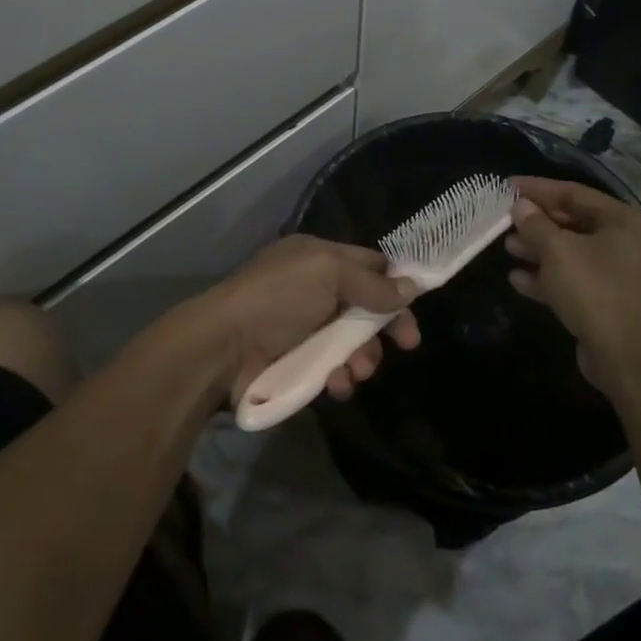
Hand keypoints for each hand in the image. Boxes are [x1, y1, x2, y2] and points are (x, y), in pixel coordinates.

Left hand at [200, 235, 420, 405]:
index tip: (416, 304)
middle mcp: (314, 288)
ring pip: (352, 340)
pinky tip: (338, 384)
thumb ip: (371, 283)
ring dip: (363, 356)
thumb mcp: (327, 274)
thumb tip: (412, 288)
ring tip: (359, 370)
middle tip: (406, 344)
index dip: (394, 282)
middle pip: (365, 305)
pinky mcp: (297, 361)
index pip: (367, 264)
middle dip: (383, 326)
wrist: (224, 347)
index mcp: (318, 257)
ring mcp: (305, 327)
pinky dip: (340, 375)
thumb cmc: (277, 298)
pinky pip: (333, 366)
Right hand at [504, 177, 640, 389]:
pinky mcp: (606, 302)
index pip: (574, 194)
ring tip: (506, 246)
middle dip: (537, 222)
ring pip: (570, 253)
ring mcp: (617, 275)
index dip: (539, 189)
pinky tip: (516, 279)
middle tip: (504, 218)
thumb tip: (521, 206)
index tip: (507, 186)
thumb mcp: (558, 251)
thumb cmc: (595, 290)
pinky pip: (572, 280)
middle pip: (573, 223)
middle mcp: (625, 243)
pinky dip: (546, 277)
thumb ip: (535, 224)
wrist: (629, 358)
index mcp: (623, 221)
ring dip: (538, 250)